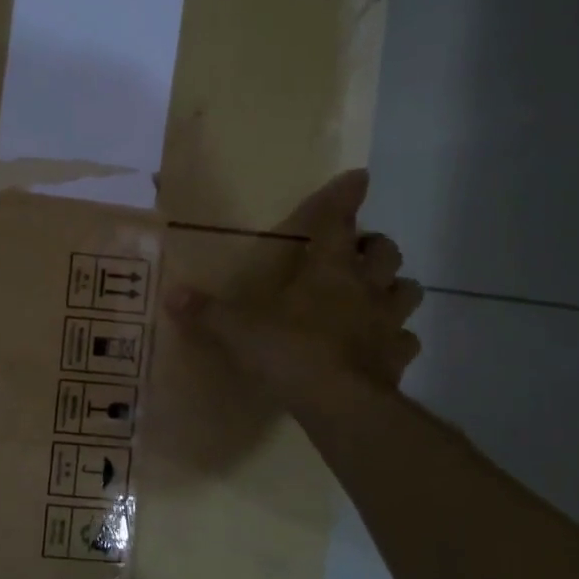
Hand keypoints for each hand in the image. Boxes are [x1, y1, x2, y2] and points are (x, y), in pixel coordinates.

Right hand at [166, 170, 421, 415]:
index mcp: (328, 270)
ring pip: (408, 291)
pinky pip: (407, 340)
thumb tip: (170, 294)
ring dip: (395, 288)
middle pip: (386, 252)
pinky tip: (382, 346)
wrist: (340, 402)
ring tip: (377, 296)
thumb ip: (208, 312)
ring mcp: (388, 322)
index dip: (346, 198)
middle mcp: (365, 288)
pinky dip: (397, 339)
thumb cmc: (291, 352)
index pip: (339, 222)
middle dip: (376, 247)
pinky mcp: (398, 357)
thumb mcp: (239, 331)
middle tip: (359, 252)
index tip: (359, 177)